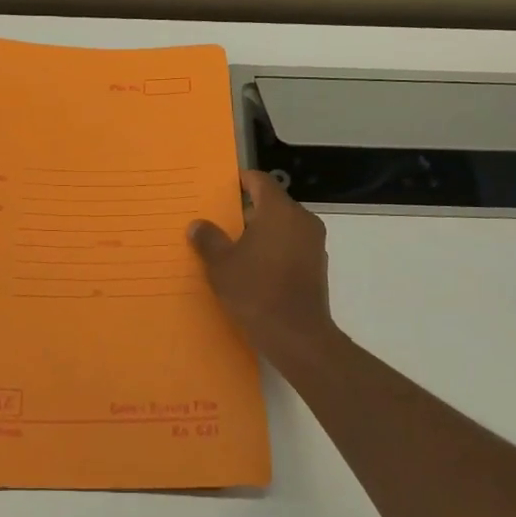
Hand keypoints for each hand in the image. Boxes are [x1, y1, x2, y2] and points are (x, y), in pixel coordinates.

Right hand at [189, 171, 337, 356]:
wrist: (297, 336)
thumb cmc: (256, 291)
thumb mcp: (221, 264)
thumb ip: (208, 239)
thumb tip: (198, 225)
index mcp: (279, 210)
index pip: (259, 180)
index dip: (239, 181)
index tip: (221, 189)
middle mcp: (302, 220)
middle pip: (272, 203)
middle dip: (246, 210)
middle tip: (220, 221)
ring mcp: (313, 243)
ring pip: (282, 226)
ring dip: (260, 232)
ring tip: (233, 247)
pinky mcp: (317, 266)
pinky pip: (291, 246)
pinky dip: (273, 249)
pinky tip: (254, 268)